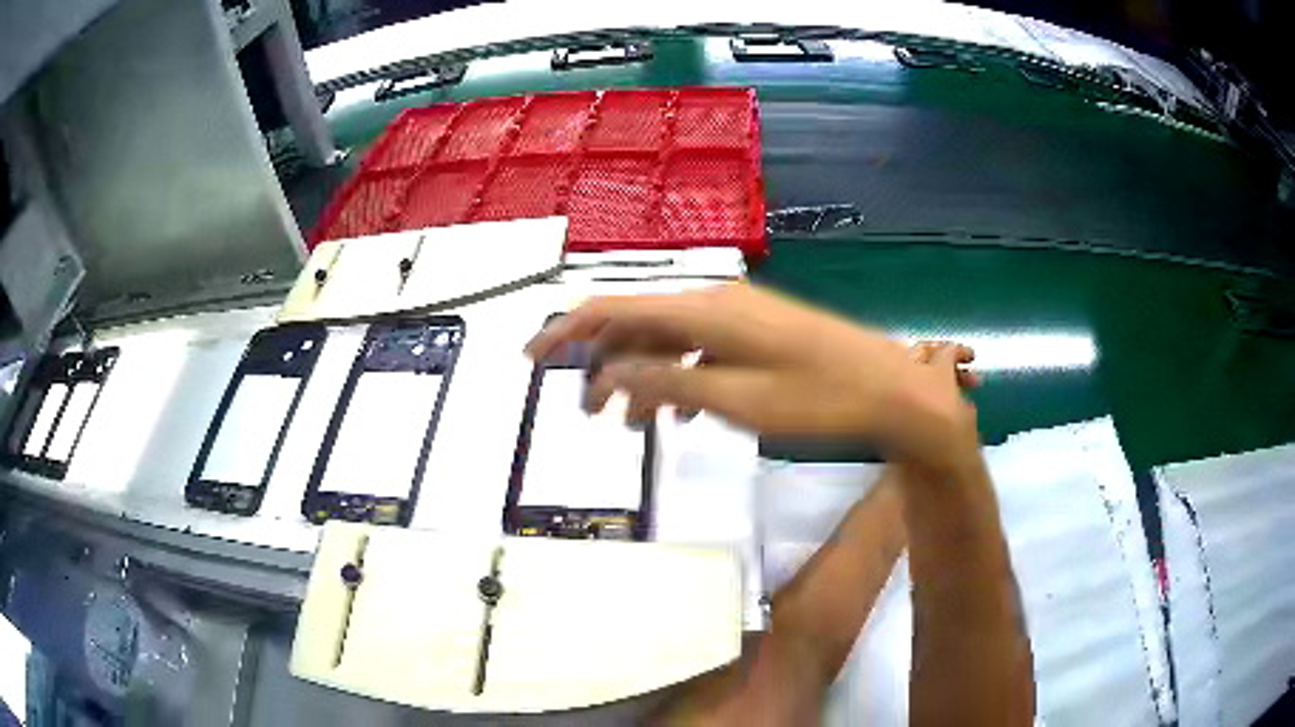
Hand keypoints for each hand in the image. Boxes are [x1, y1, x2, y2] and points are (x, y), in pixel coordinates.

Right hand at [526, 283, 980, 474]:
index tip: (532, 358)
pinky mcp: (756, 331)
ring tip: (631, 427)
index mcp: (705, 311)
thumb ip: (666, 383)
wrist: (892, 390)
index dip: (567, 330)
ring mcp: (738, 315)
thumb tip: (605, 373)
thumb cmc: (819, 400)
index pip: (615, 309)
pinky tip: (681, 413)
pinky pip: (699, 349)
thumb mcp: (737, 401)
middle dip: (604, 366)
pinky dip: (678, 378)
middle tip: (586, 415)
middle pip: (638, 325)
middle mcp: (715, 301)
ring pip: (668, 340)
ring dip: (642, 378)